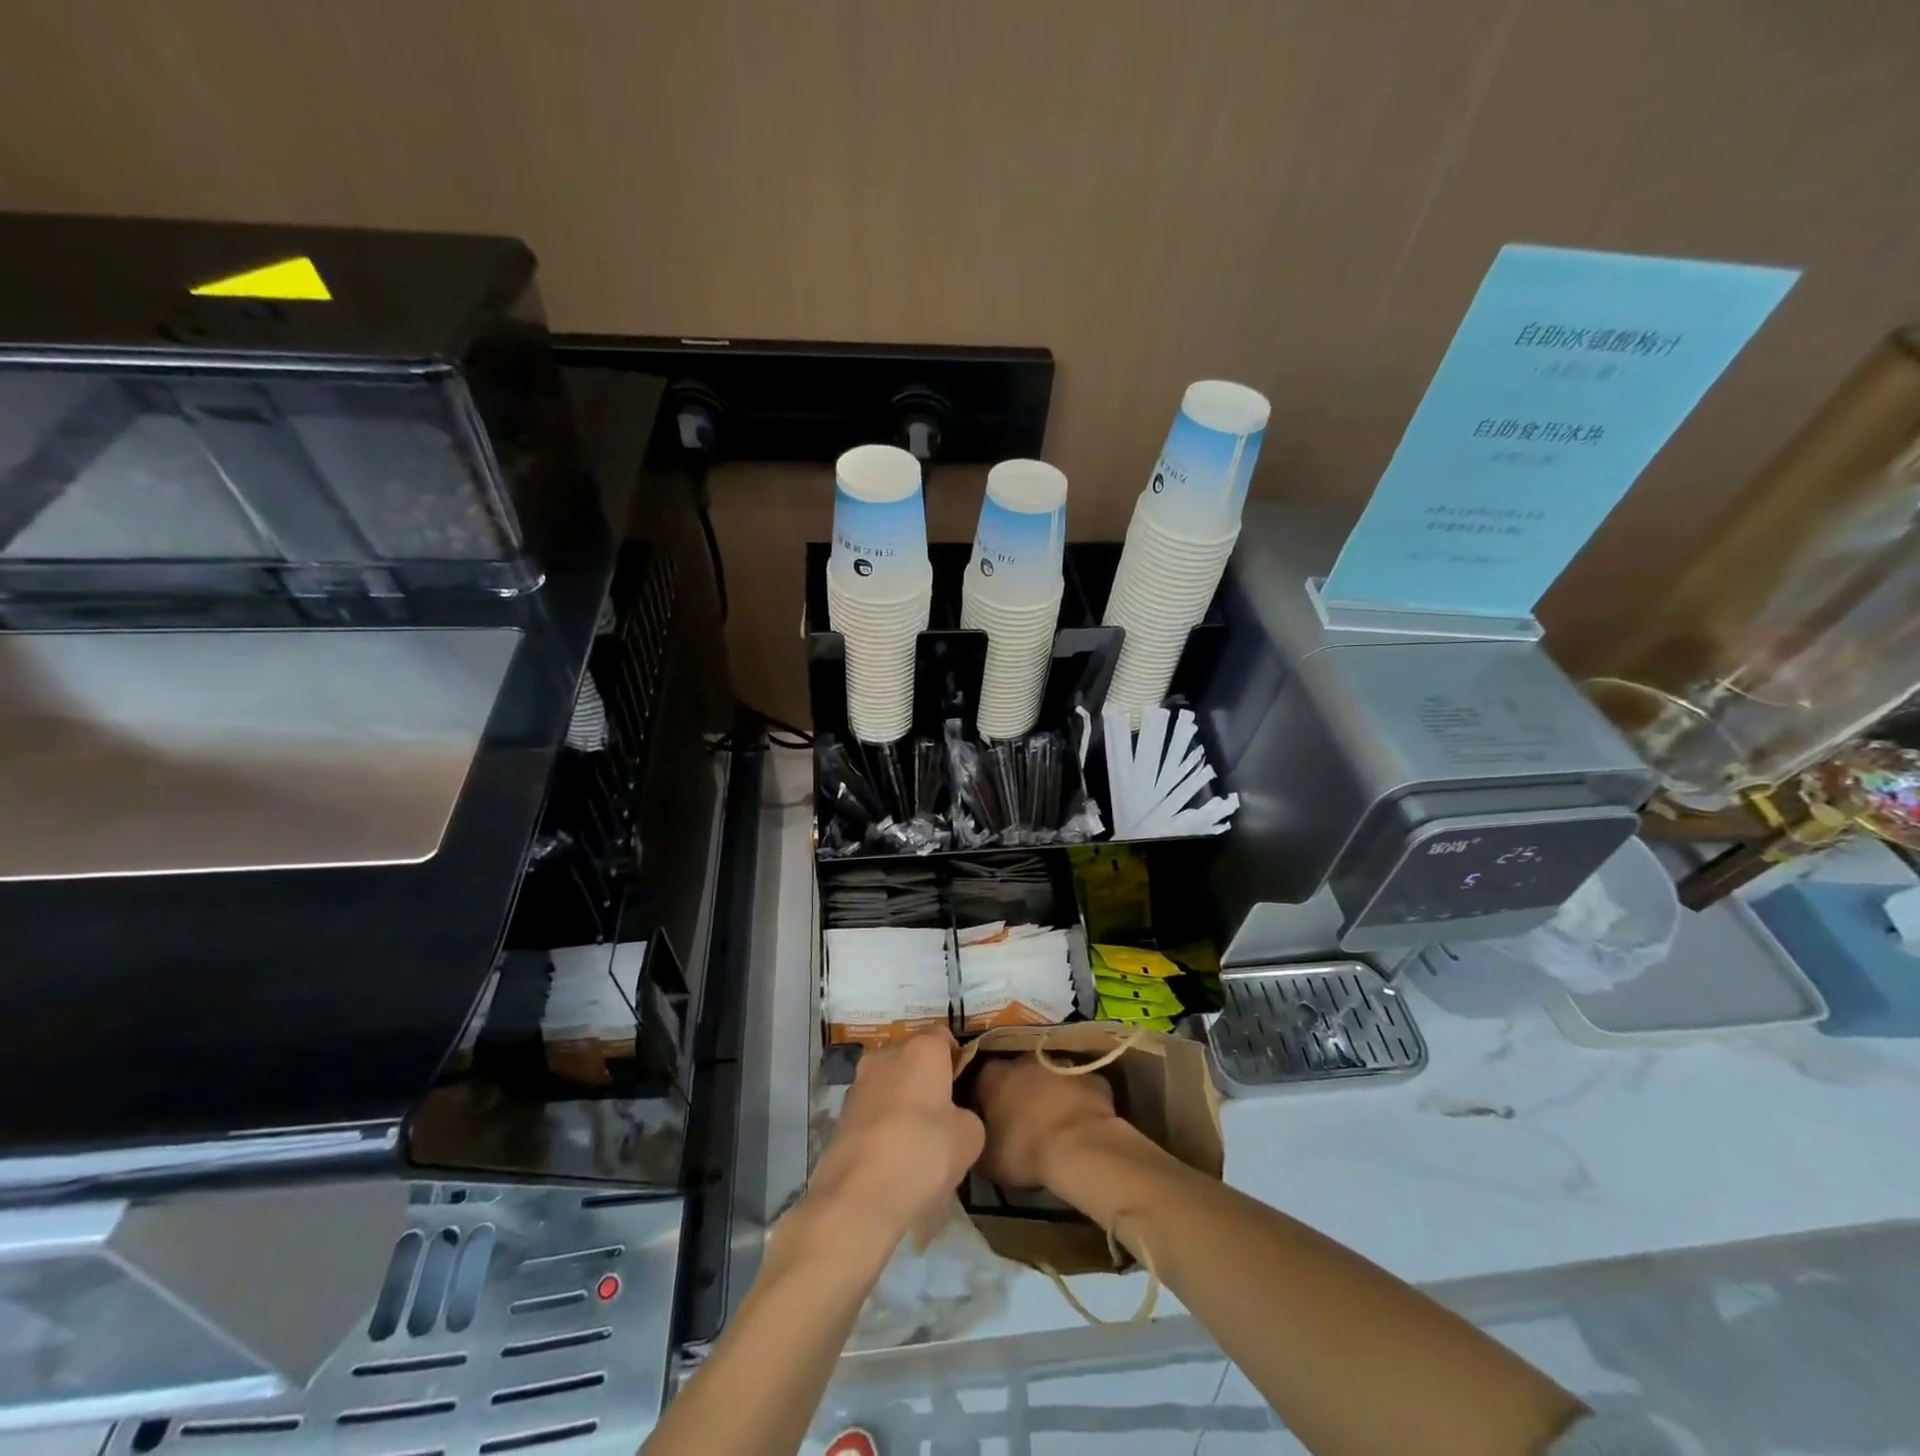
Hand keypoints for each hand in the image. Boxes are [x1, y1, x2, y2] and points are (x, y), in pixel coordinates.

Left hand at [806, 1028, 983, 1243]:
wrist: (858, 1196)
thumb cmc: (923, 1152)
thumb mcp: (970, 1136)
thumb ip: (966, 1115)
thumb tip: (954, 1118)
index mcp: (922, 1049)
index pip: (943, 1036)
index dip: (956, 1058)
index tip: (964, 1086)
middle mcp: (886, 1055)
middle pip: (912, 1057)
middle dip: (926, 1078)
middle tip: (942, 1114)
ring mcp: (858, 1083)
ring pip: (889, 1082)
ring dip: (902, 1100)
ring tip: (916, 1139)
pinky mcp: (840, 1114)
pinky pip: (872, 1109)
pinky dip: (882, 1123)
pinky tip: (892, 1155)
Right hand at [971, 1054, 1121, 1190]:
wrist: (1080, 1148)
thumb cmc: (1026, 1151)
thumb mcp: (987, 1160)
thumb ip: (978, 1142)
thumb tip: (977, 1139)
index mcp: (993, 1076)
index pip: (980, 1083)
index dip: (984, 1104)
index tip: (988, 1125)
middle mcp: (1024, 1061)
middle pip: (1016, 1075)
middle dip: (1018, 1095)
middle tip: (1022, 1125)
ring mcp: (1060, 1064)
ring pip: (1049, 1078)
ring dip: (1049, 1095)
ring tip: (1053, 1127)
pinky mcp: (1091, 1077)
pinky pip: (1079, 1088)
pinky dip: (1077, 1102)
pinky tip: (1080, 1126)